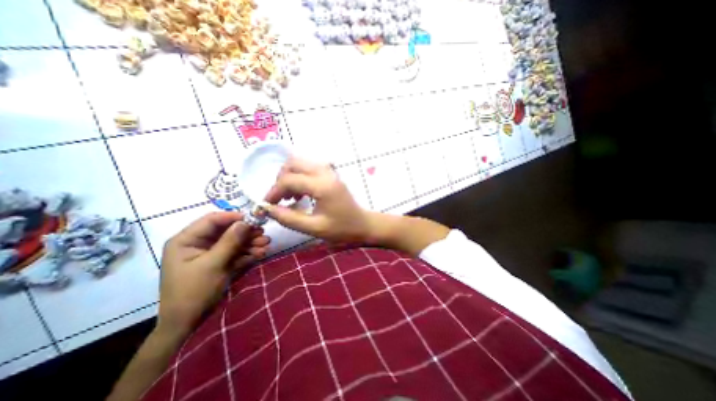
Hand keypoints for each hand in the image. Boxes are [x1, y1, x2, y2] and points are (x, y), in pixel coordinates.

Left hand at [158, 211, 270, 336]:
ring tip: (267, 244)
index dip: (234, 217)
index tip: (254, 219)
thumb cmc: (193, 292)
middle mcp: (199, 244)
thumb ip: (230, 241)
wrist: (188, 325)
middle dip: (246, 232)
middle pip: (226, 231)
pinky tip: (261, 253)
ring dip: (251, 242)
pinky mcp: (221, 263)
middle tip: (264, 233)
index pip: (212, 220)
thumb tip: (246, 221)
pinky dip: (249, 253)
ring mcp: (211, 254)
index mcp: (187, 240)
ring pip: (234, 241)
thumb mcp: (212, 265)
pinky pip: (236, 253)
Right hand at [264, 159, 374, 241]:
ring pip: (300, 163)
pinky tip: (300, 194)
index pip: (289, 180)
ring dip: (289, 177)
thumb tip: (267, 209)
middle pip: (293, 164)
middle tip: (279, 199)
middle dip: (280, 180)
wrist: (362, 224)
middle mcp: (325, 173)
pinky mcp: (330, 174)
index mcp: (322, 186)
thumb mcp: (313, 228)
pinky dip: (299, 177)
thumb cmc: (341, 228)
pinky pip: (308, 168)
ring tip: (289, 198)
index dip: (273, 191)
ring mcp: (329, 171)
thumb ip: (288, 218)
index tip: (267, 205)